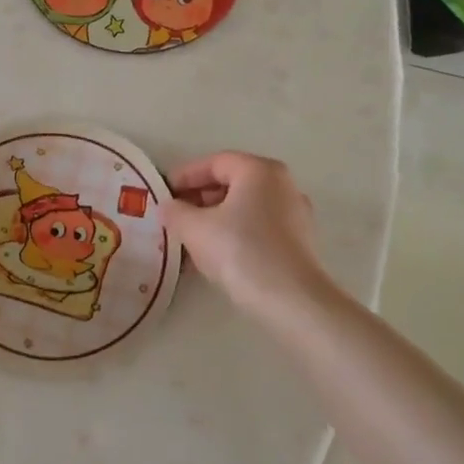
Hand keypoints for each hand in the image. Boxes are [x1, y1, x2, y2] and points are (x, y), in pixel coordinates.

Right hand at [161, 152, 334, 319]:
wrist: (291, 300)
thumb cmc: (240, 251)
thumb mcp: (194, 228)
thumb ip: (175, 212)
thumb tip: (168, 207)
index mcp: (259, 170)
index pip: (214, 162)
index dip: (184, 175)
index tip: (163, 193)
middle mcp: (283, 184)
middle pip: (232, 182)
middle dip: (199, 198)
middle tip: (175, 215)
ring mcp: (295, 214)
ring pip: (245, 207)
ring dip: (215, 218)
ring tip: (190, 237)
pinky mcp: (299, 242)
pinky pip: (258, 227)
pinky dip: (235, 232)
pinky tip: (216, 254)